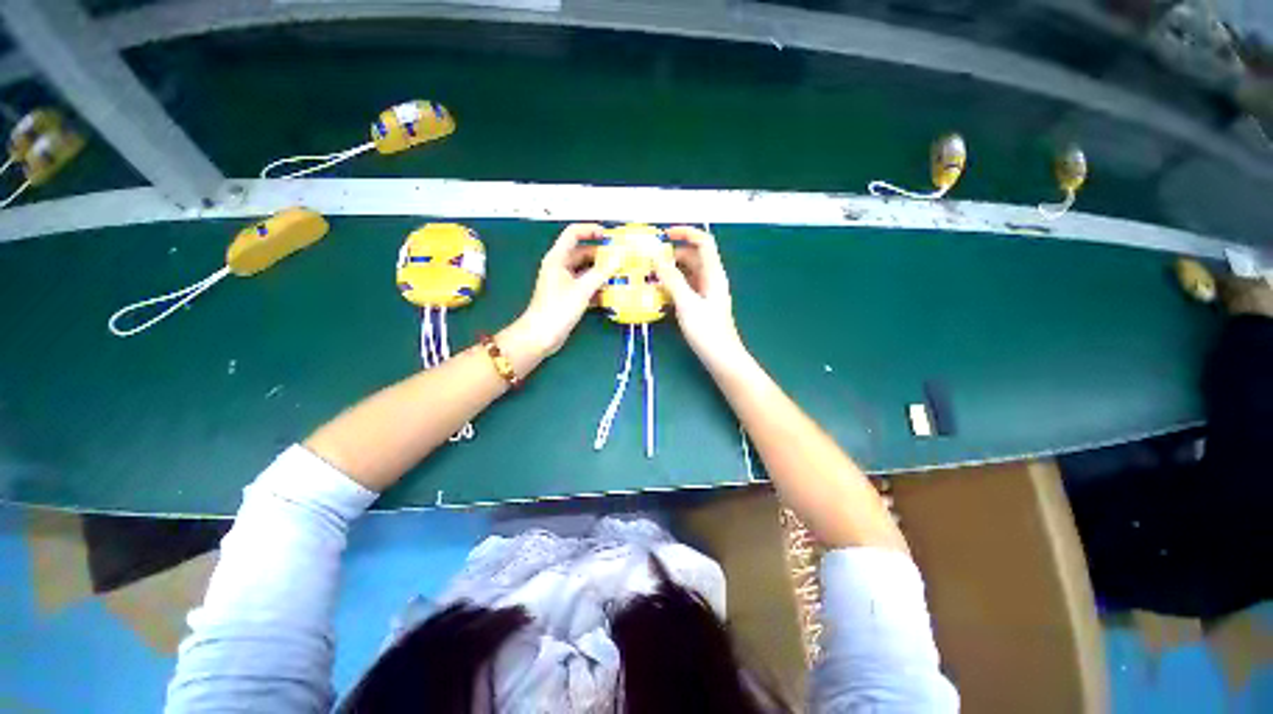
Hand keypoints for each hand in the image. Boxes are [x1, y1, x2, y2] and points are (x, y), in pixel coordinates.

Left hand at [515, 223, 618, 357]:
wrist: (542, 336)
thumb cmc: (557, 309)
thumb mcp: (582, 289)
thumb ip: (602, 272)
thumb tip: (618, 258)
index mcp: (557, 258)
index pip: (573, 234)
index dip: (590, 230)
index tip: (609, 235)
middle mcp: (560, 267)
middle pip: (583, 253)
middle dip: (601, 255)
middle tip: (621, 258)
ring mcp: (564, 283)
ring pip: (586, 271)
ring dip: (602, 273)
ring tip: (620, 275)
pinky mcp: (569, 297)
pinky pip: (586, 286)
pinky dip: (598, 288)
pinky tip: (612, 293)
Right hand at [654, 226, 748, 370]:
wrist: (721, 358)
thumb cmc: (707, 331)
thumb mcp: (687, 303)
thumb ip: (672, 279)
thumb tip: (657, 257)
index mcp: (713, 274)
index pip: (703, 242)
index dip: (686, 233)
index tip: (664, 234)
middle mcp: (710, 279)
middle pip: (691, 257)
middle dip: (671, 255)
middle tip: (648, 259)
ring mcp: (704, 293)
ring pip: (686, 273)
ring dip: (669, 271)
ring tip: (648, 275)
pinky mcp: (699, 305)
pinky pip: (683, 288)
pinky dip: (671, 286)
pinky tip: (656, 292)